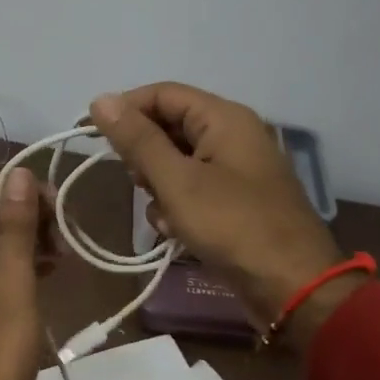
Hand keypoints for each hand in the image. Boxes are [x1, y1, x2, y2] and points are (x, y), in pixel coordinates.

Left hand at [0, 168, 53, 379]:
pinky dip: (20, 267)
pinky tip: (48, 275)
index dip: (21, 192)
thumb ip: (16, 229)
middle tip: (65, 236)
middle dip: (27, 217)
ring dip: (27, 242)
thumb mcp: (13, 286)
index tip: (60, 209)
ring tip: (63, 256)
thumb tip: (19, 174)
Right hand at [89, 83, 367, 343]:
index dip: (124, 109)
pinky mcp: (236, 202)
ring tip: (164, 215)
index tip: (88, 133)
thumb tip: (100, 100)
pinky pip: (194, 191)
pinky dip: (179, 208)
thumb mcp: (177, 182)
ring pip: (178, 163)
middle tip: (135, 183)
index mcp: (224, 118)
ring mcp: (236, 170)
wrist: (292, 286)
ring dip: (160, 188)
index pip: (163, 94)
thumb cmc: (233, 226)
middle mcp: (233, 135)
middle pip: (170, 127)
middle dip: (145, 157)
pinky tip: (177, 232)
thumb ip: (137, 140)